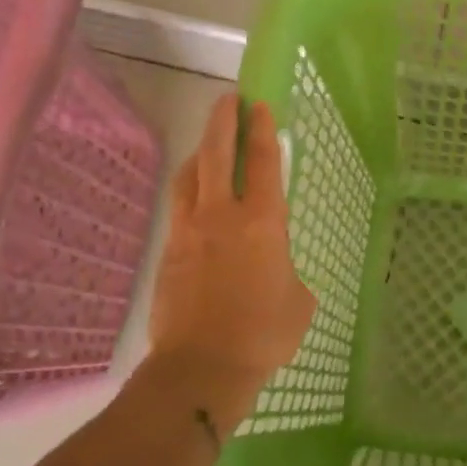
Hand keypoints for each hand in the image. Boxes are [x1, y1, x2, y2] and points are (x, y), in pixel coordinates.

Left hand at [147, 94, 315, 396]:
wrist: (202, 366)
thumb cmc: (263, 333)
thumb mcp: (298, 301)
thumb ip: (288, 272)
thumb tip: (277, 270)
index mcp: (263, 221)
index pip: (264, 162)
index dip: (262, 129)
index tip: (259, 105)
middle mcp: (223, 215)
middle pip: (218, 153)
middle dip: (223, 121)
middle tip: (228, 100)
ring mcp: (190, 230)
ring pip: (190, 175)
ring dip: (201, 151)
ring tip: (208, 143)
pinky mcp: (168, 250)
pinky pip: (178, 206)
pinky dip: (188, 188)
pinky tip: (193, 194)